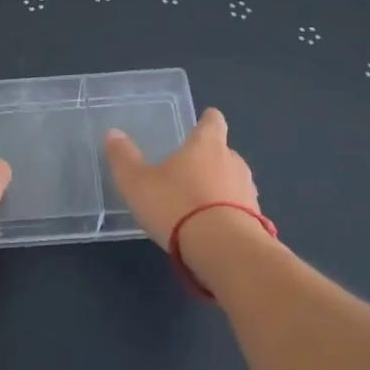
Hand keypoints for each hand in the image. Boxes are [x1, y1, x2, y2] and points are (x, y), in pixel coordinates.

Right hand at [103, 108, 259, 248]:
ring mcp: (248, 191)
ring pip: (233, 181)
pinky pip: (239, 209)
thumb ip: (124, 158)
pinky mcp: (256, 220)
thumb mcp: (137, 183)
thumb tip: (113, 133)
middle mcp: (233, 162)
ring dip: (219, 188)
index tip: (203, 121)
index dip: (207, 120)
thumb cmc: (176, 205)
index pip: (213, 122)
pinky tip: (210, 229)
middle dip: (208, 159)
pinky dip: (227, 213)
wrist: (224, 249)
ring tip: (197, 204)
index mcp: (206, 145)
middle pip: (223, 152)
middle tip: (187, 171)